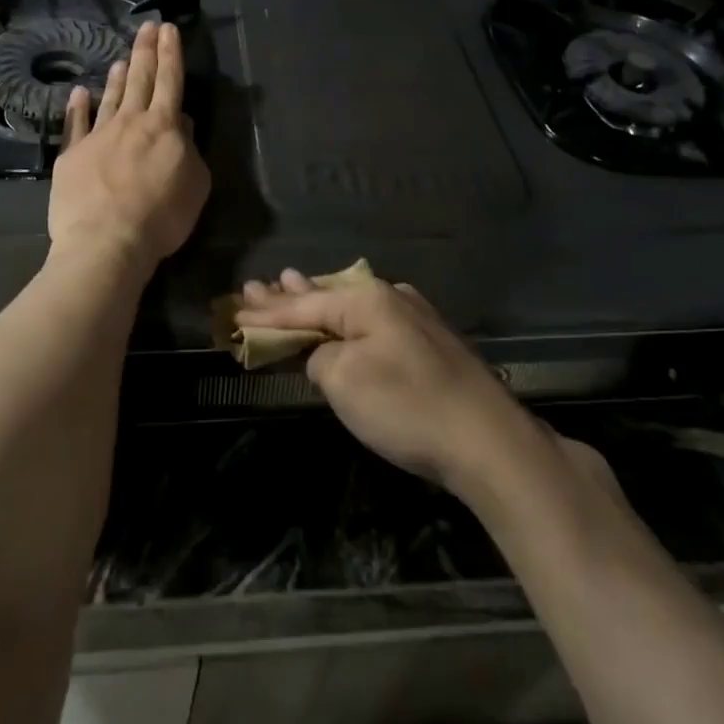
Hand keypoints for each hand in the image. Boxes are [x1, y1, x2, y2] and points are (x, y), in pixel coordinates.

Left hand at [49, 20, 209, 274]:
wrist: (105, 241)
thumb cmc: (161, 216)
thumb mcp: (195, 184)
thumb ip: (189, 149)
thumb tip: (181, 124)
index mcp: (164, 127)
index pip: (170, 81)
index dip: (171, 54)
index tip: (169, 29)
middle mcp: (130, 122)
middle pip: (141, 80)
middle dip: (146, 51)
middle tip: (147, 26)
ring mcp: (97, 136)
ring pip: (111, 98)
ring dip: (119, 77)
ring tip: (123, 57)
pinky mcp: (72, 155)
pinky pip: (76, 124)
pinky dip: (78, 106)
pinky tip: (80, 92)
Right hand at [234, 271, 545, 492]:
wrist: (488, 441)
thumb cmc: (407, 407)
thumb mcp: (344, 381)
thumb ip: (320, 357)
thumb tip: (325, 353)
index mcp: (367, 300)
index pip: (304, 305)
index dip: (268, 312)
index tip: (236, 308)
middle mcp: (391, 298)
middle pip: (327, 296)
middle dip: (289, 295)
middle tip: (256, 286)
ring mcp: (415, 319)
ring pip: (352, 306)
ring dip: (318, 302)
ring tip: (291, 283)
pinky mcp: (430, 344)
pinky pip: (373, 322)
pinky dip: (346, 321)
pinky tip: (344, 312)